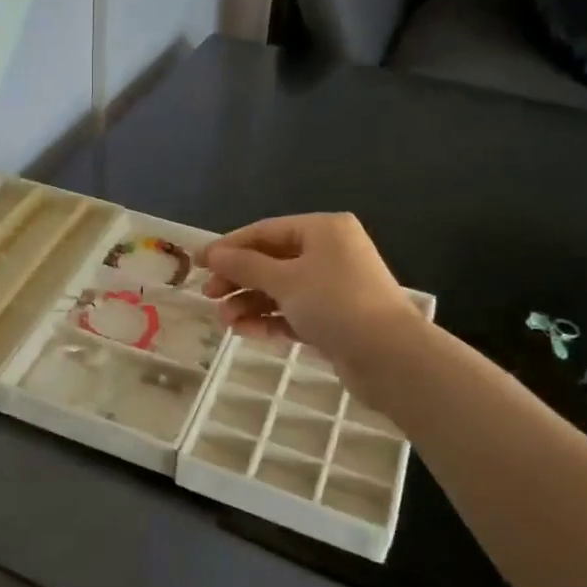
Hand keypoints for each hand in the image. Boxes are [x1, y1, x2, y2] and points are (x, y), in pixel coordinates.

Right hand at [201, 214, 421, 370]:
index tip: (197, 263)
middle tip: (208, 295)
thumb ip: (245, 265)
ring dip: (249, 303)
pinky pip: (292, 313)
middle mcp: (329, 253)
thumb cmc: (335, 303)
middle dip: (238, 279)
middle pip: (271, 260)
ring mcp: (333, 288)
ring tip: (224, 322)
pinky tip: (243, 331)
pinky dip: (268, 320)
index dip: (229, 247)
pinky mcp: (334, 320)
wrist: (389, 356)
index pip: (265, 231)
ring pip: (280, 290)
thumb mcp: (285, 279)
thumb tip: (213, 254)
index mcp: (323, 230)